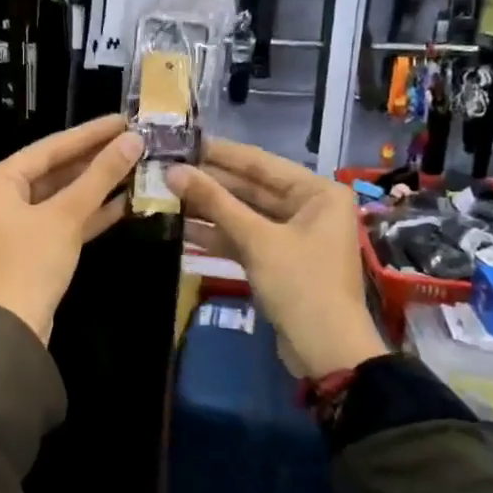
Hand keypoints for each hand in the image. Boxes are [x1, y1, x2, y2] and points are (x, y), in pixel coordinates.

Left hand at [0, 116, 144, 343]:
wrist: (12, 329)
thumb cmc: (31, 263)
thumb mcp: (66, 216)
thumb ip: (99, 176)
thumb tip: (132, 141)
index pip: (49, 148)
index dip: (89, 133)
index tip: (122, 119)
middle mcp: (1, 198)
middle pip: (55, 170)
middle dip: (95, 159)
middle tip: (134, 141)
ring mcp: (16, 225)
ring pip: (62, 197)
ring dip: (97, 186)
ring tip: (137, 166)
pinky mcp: (32, 249)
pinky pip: (63, 221)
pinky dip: (89, 213)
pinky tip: (125, 202)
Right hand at [169, 141, 387, 378]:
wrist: (326, 351)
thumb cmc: (301, 284)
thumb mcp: (256, 239)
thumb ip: (214, 202)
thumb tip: (172, 171)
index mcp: (317, 192)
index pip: (260, 162)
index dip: (219, 153)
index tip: (181, 141)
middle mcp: (309, 206)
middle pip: (251, 187)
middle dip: (210, 182)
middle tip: (166, 169)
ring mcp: (293, 235)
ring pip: (244, 213)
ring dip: (209, 208)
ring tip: (166, 194)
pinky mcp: (278, 260)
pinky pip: (245, 237)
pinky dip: (218, 234)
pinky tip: (182, 228)